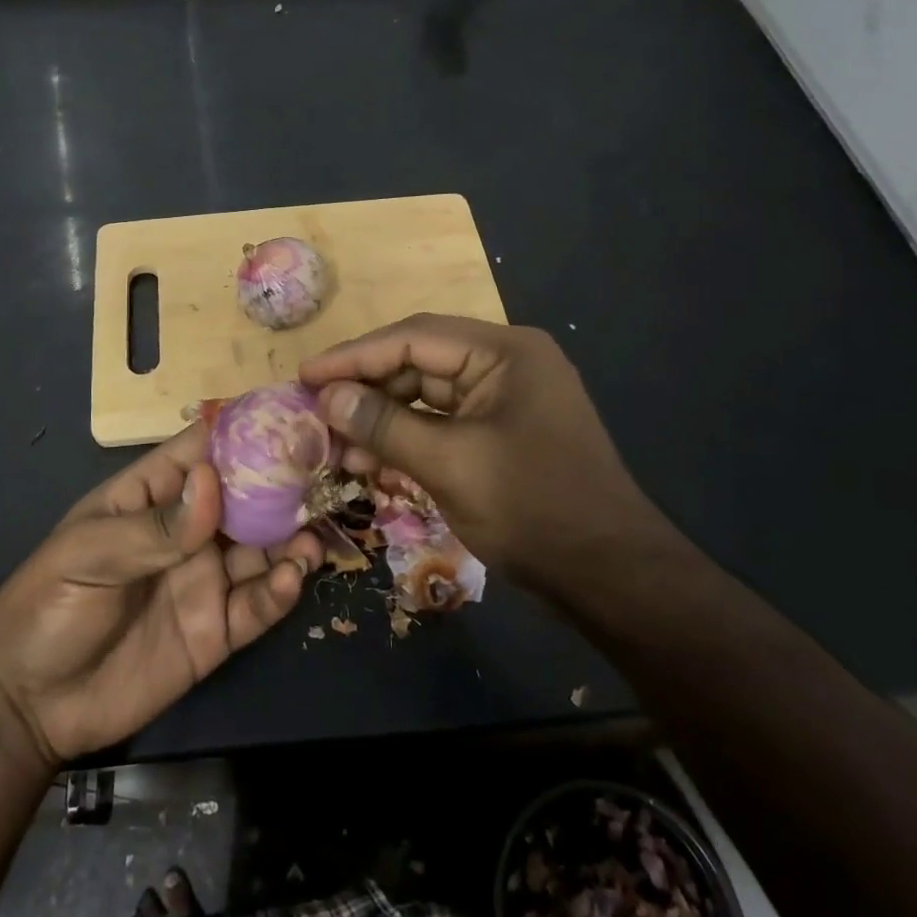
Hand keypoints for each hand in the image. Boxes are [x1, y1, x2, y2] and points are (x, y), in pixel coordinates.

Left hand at [0, 424, 322, 764]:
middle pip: (247, 497)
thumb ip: (157, 526)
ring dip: (292, 538)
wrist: (29, 706)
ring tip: (313, 536)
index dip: (246, 432)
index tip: (293, 418)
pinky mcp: (216, 630)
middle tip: (327, 476)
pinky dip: (280, 591)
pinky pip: (257, 605)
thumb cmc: (49, 605)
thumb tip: (214, 481)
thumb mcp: (91, 553)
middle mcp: (190, 531)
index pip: (206, 450)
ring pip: (262, 548)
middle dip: (284, 485)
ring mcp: (205, 579)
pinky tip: (293, 579)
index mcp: (155, 496)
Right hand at [299, 314, 667, 595]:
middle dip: (367, 389)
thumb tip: (326, 396)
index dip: (354, 356)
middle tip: (316, 410)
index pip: (414, 337)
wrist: (611, 579)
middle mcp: (506, 363)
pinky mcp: (501, 432)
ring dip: (383, 418)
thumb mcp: (450, 464)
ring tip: (337, 445)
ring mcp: (505, 399)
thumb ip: (384, 424)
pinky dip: (408, 439)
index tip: (305, 375)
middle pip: (419, 362)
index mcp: (504, 352)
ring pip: (427, 395)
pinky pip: (443, 423)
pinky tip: (372, 460)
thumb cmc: (534, 510)